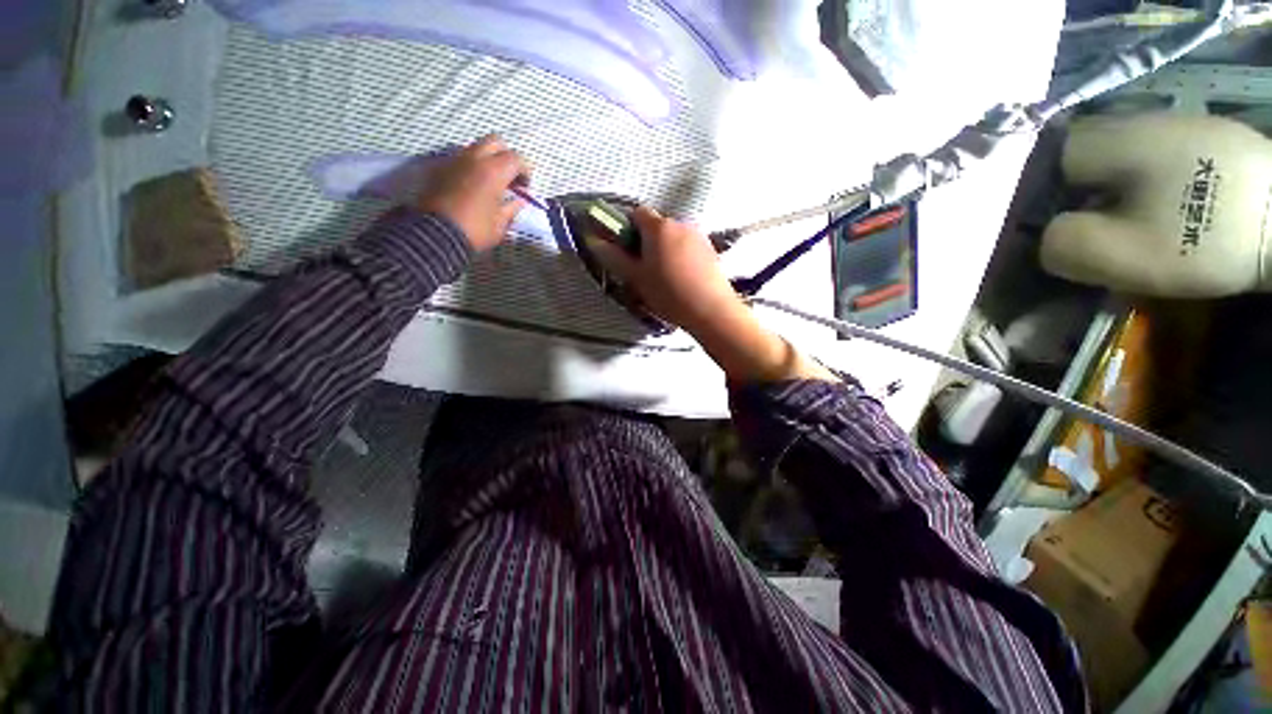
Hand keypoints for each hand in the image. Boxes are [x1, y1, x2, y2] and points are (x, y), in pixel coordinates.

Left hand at [416, 135, 529, 251]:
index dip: (525, 171)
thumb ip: (512, 208)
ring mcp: (454, 160)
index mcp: (494, 171)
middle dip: (506, 156)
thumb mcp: (501, 223)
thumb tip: (519, 201)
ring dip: (487, 159)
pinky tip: (472, 185)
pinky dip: (470, 166)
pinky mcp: (439, 167)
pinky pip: (460, 158)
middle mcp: (474, 158)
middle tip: (509, 176)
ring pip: (475, 147)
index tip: (526, 187)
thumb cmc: (476, 229)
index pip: (516, 158)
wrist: (437, 233)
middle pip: (495, 141)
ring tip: (490, 181)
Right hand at [585, 207, 743, 334]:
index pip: (637, 213)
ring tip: (665, 278)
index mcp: (658, 227)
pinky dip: (681, 256)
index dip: (627, 228)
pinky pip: (688, 246)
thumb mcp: (636, 278)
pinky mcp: (711, 249)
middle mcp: (680, 223)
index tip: (626, 251)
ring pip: (673, 237)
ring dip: (664, 249)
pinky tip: (683, 279)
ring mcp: (698, 235)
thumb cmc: (668, 293)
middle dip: (647, 242)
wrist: (711, 310)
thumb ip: (614, 257)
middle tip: (644, 269)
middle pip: (656, 225)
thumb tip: (594, 240)